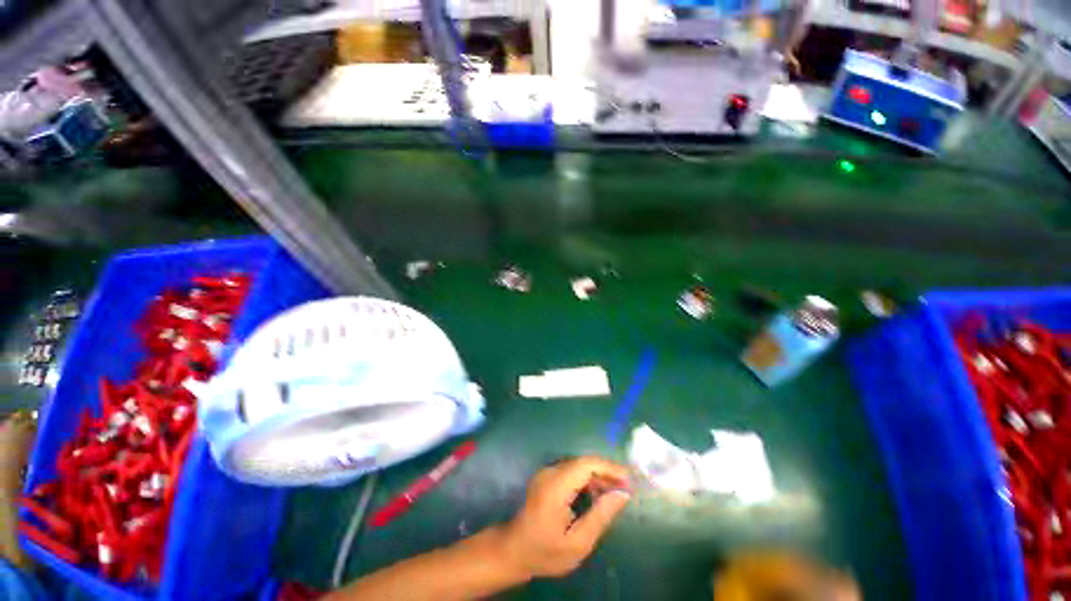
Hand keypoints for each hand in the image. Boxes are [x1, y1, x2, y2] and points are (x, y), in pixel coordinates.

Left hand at [497, 456, 631, 578]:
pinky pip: (571, 471)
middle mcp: (550, 472)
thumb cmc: (545, 551)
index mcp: (556, 486)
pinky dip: (587, 479)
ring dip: (598, 476)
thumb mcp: (577, 543)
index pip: (586, 464)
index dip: (609, 468)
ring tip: (615, 493)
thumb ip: (600, 516)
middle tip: (625, 489)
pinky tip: (597, 494)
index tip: (629, 480)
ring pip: (578, 465)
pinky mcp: (547, 476)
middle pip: (583, 463)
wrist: (514, 551)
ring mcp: (546, 472)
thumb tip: (623, 494)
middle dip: (606, 472)